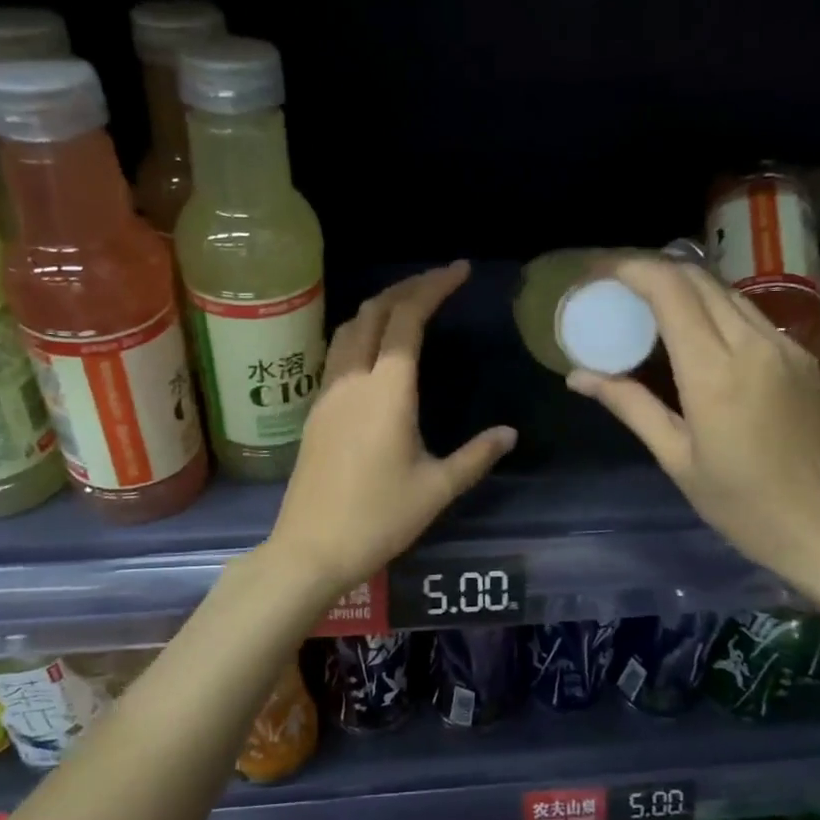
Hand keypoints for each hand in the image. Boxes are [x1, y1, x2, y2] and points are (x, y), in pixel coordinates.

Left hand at [268, 262, 516, 599]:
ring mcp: (328, 393)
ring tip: (409, 306)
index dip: (433, 287)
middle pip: (373, 312)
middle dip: (407, 288)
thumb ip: (476, 455)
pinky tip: (377, 350)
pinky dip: (361, 333)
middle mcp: (353, 380)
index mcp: (387, 391)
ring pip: (348, 328)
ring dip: (379, 307)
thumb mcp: (437, 489)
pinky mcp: (316, 411)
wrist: (311, 548)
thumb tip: (509, 433)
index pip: (407, 319)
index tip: (460, 271)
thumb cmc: (379, 518)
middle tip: (439, 283)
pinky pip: (337, 353)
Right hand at [567, 258, 819, 601]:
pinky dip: (709, 306)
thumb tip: (578, 375)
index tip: (596, 270)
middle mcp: (753, 343)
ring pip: (724, 290)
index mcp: (715, 371)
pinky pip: (746, 312)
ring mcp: (783, 345)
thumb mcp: (675, 457)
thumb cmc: (741, 504)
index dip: (630, 268)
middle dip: (650, 268)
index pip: (670, 290)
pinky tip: (689, 328)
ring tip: (644, 300)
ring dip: (681, 283)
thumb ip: (629, 405)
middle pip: (697, 278)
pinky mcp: (800, 354)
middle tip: (612, 283)